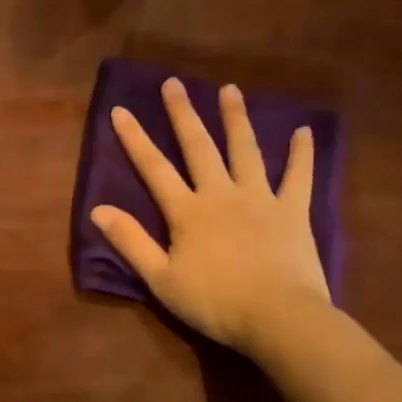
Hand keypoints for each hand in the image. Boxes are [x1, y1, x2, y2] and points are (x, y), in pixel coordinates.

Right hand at [91, 77, 328, 352]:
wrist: (279, 318)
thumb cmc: (215, 302)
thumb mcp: (160, 279)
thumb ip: (131, 241)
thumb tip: (97, 210)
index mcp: (187, 211)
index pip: (154, 168)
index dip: (135, 139)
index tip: (121, 110)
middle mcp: (221, 194)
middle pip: (198, 147)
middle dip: (183, 114)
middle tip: (174, 83)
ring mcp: (260, 199)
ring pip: (245, 151)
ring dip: (235, 119)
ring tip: (229, 89)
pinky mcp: (293, 212)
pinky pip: (298, 177)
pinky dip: (302, 154)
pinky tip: (303, 131)